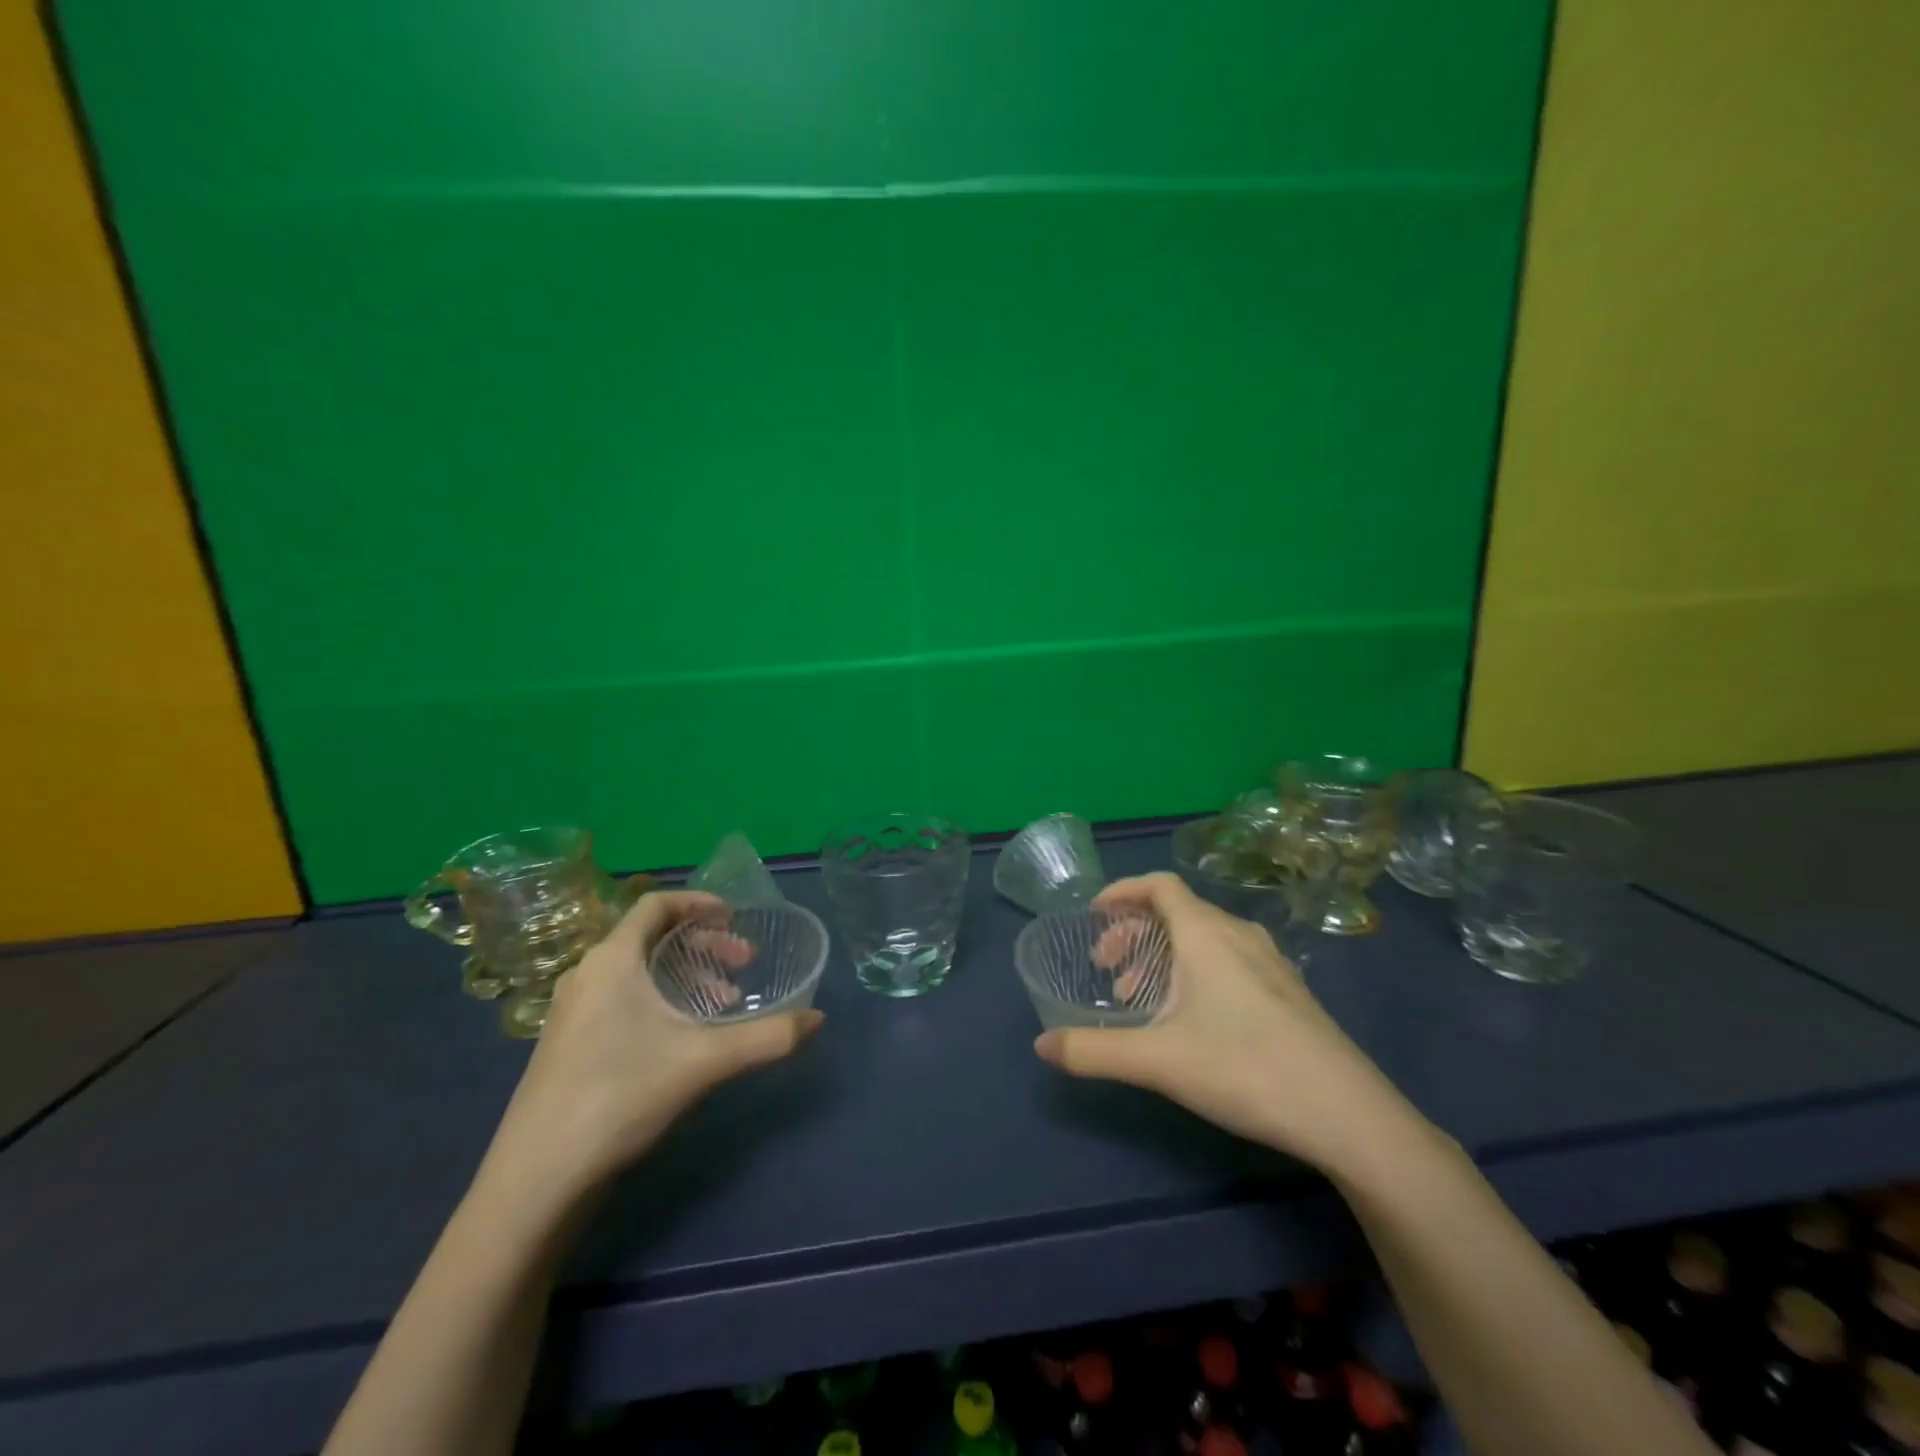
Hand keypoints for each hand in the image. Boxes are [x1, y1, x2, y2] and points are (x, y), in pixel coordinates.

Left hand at [482, 891, 822, 1201]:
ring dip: (685, 976)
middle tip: (743, 966)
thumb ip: (766, 1037)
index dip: (699, 903)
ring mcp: (572, 1011)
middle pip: (651, 937)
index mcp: (612, 960)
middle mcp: (587, 974)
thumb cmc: (619, 1096)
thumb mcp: (704, 1062)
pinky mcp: (567, 1044)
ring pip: (638, 972)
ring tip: (722, 1004)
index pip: (656, 904)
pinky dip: (659, 1000)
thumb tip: (818, 1019)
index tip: (736, 918)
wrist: (535, 1181)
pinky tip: (682, 1038)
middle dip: (703, 945)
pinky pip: (622, 998)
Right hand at [1033, 872, 1413, 1172]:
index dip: (1122, 891)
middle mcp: (1238, 934)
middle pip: (1176, 911)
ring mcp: (1270, 961)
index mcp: (1205, 933)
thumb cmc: (1244, 1069)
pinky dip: (1194, 969)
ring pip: (1202, 937)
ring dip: (1163, 955)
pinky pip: (1227, 957)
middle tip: (1108, 970)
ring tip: (1142, 999)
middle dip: (1134, 932)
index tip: (1093, 915)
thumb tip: (1041, 1045)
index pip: (1159, 885)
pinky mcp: (1288, 990)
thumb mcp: (1157, 1060)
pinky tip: (1191, 1017)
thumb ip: (1093, 1051)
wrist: (1347, 1114)